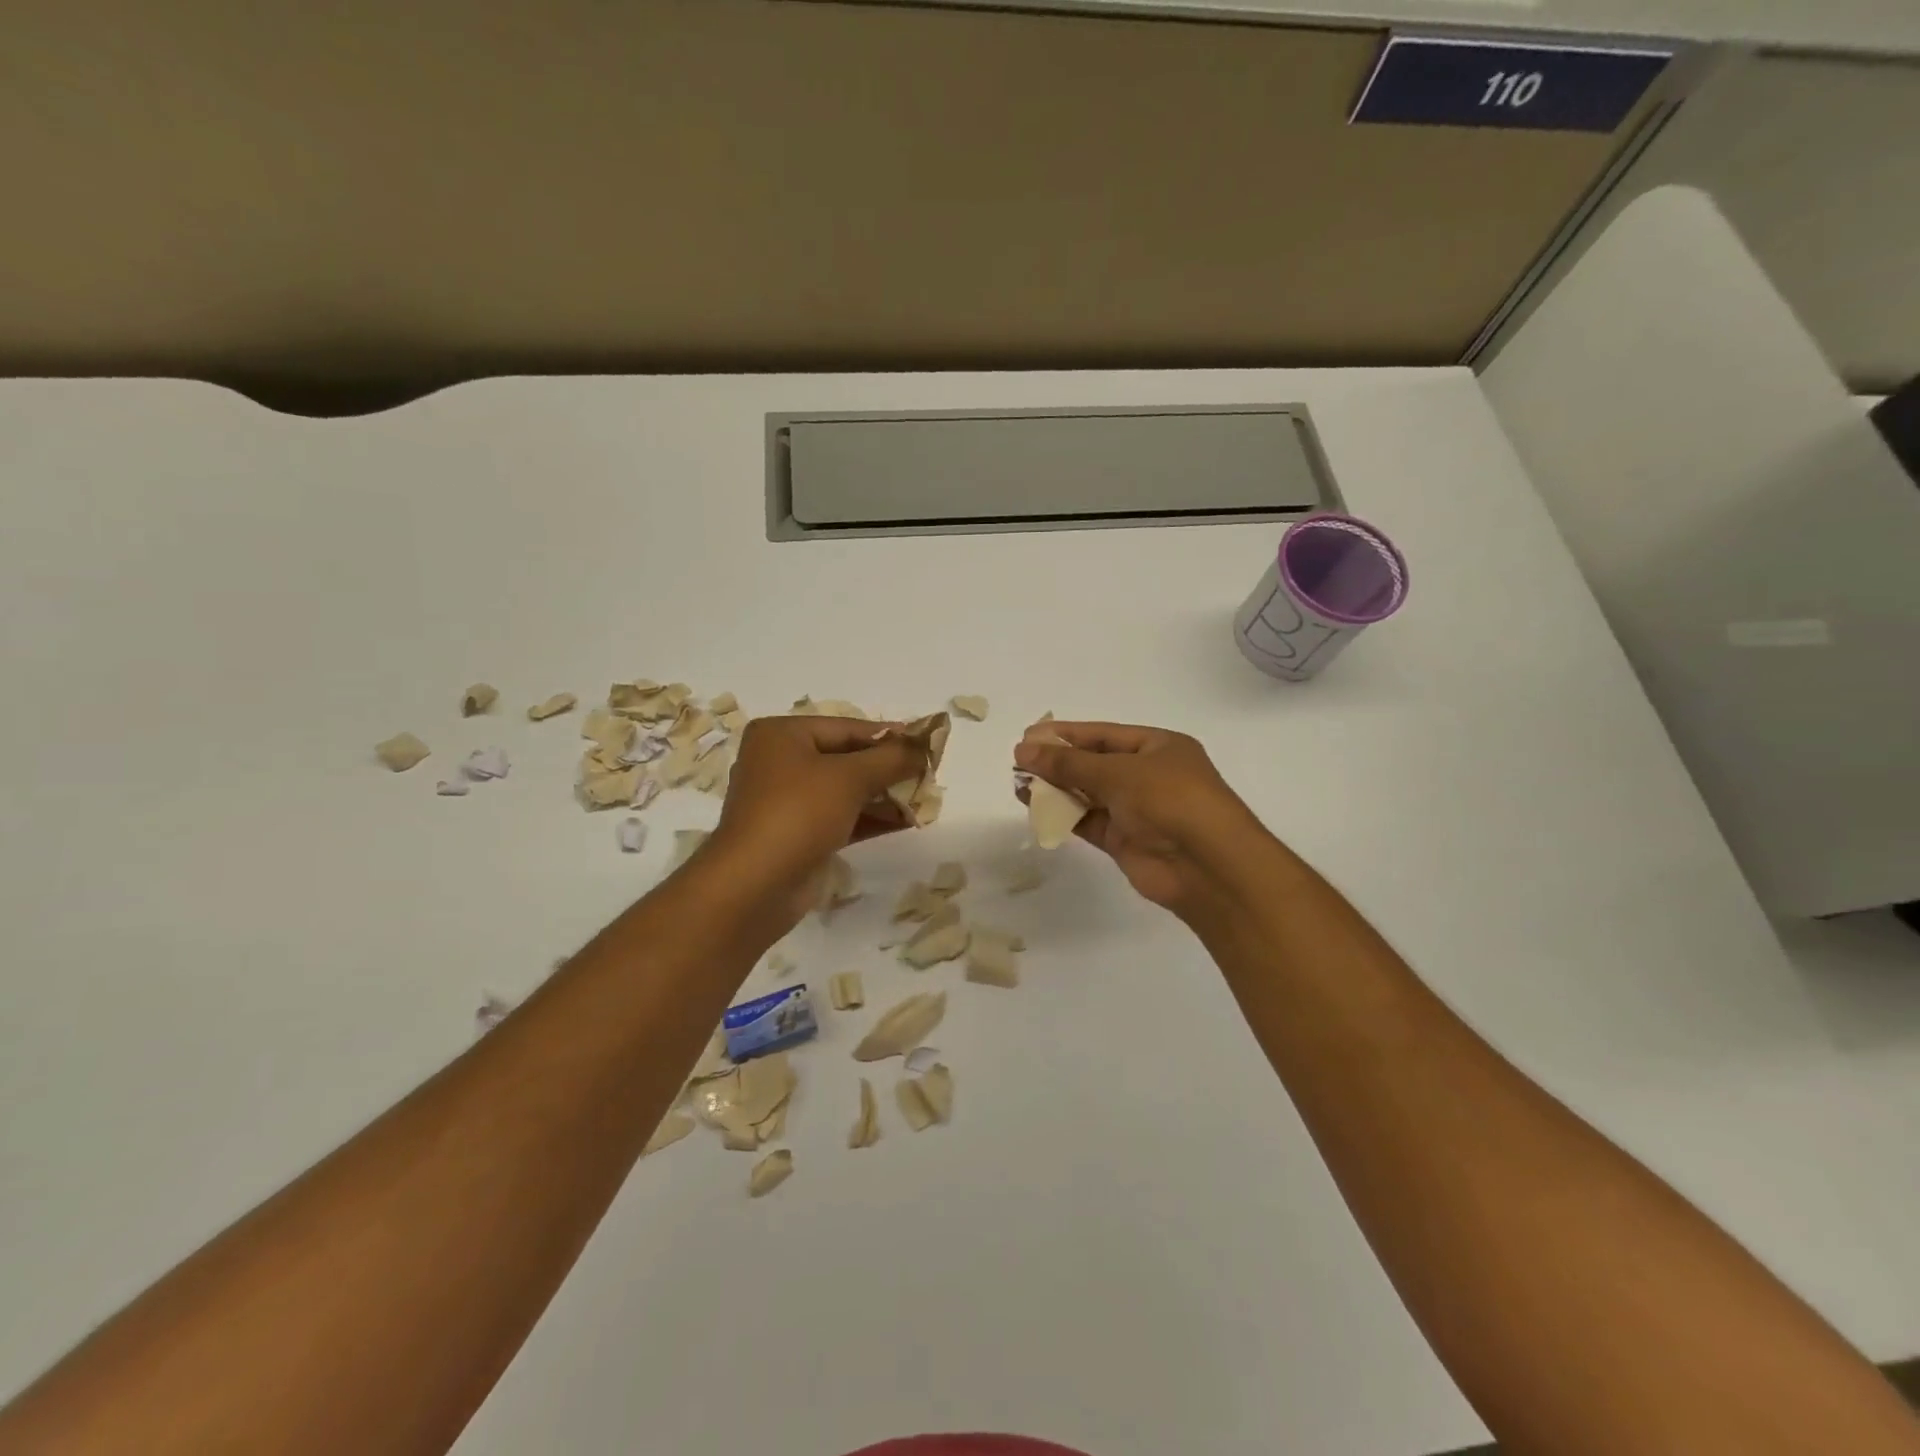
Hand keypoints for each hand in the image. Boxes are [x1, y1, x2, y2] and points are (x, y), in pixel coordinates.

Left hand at [706, 716, 926, 915]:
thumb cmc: (798, 813)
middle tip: (928, 775)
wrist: (754, 886)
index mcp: (782, 735)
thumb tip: (924, 746)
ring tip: (924, 800)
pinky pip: (842, 818)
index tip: (928, 743)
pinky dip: (872, 818)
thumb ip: (891, 758)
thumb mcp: (850, 777)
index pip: (847, 728)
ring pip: (846, 790)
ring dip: (885, 795)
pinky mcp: (798, 835)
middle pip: (847, 758)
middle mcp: (781, 763)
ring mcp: (788, 802)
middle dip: (888, 768)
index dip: (890, 736)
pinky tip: (908, 822)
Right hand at [1013, 722, 1266, 918]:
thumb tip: (1024, 750)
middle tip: (1018, 760)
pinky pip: (1088, 821)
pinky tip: (1034, 807)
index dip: (1067, 734)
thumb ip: (1069, 764)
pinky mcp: (1125, 840)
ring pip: (1088, 794)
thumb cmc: (1170, 800)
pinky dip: (1063, 814)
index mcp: (1158, 747)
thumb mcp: (1118, 772)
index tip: (1030, 735)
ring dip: (1056, 788)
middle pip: (1094, 763)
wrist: (1207, 866)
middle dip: (1058, 762)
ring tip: (1018, 783)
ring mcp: (1137, 810)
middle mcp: (1148, 776)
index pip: (1104, 735)